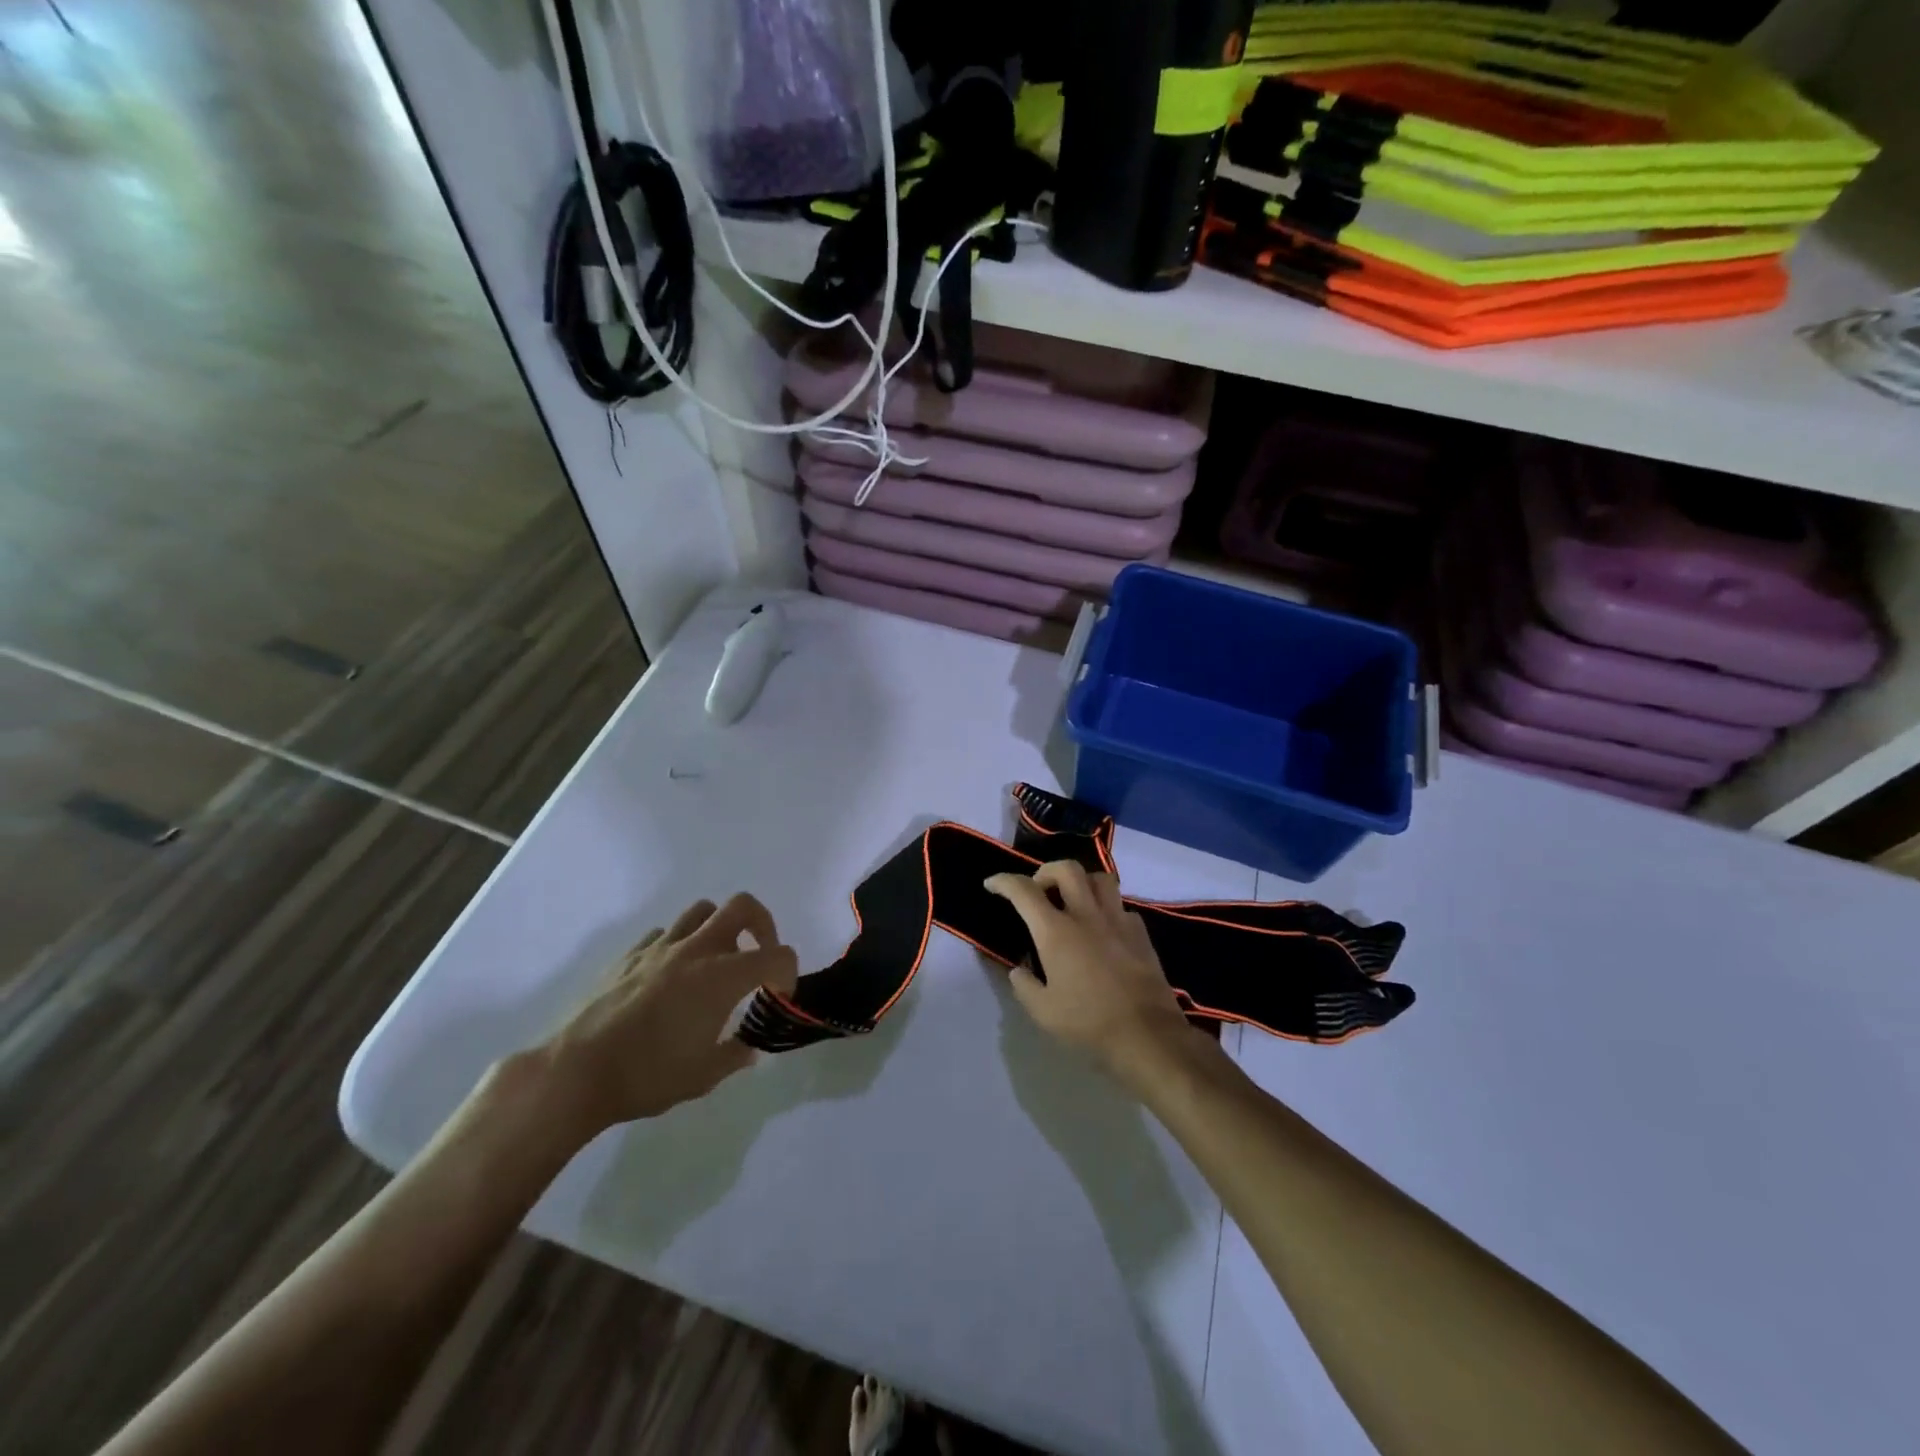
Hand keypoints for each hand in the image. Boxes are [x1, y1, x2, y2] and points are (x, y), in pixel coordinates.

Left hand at [533, 894, 798, 1136]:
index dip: (788, 973)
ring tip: (716, 960)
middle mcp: (695, 951)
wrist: (574, 1073)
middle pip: (742, 906)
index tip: (778, 996)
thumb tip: (748, 1048)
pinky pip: (664, 933)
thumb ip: (734, 1056)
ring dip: (719, 927)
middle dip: (763, 924)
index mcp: (721, 978)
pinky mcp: (629, 955)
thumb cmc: (646, 1076)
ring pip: (702, 910)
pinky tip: (671, 975)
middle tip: (760, 954)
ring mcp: (659, 948)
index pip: (776, 956)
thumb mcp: (703, 1077)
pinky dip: (679, 944)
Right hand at [984, 861, 1214, 1093]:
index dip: (1004, 881)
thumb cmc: (1089, 1023)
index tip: (992, 884)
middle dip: (1046, 872)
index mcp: (1056, 932)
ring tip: (1073, 901)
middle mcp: (1086, 915)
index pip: (1024, 891)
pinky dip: (1107, 910)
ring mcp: (1118, 920)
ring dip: (1081, 882)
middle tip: (1039, 891)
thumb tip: (1019, 969)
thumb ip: (1024, 985)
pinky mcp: (1141, 933)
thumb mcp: (1043, 1012)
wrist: (1147, 1035)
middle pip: (1067, 869)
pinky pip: (1121, 906)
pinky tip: (1103, 930)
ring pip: (1100, 878)